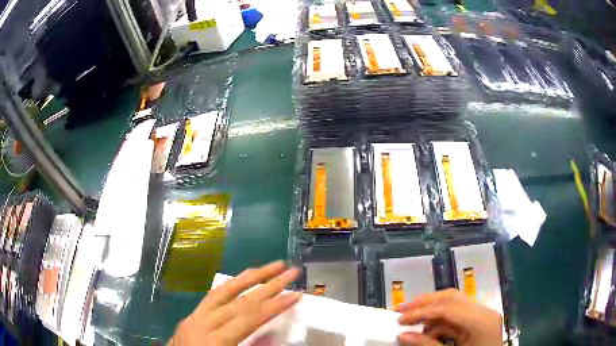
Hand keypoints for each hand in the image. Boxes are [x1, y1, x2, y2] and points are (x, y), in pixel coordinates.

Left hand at [169, 261, 301, 345]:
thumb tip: (273, 334)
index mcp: (214, 340)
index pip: (249, 318)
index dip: (274, 305)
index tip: (296, 294)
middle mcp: (203, 322)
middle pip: (239, 299)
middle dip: (267, 284)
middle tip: (290, 270)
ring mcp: (194, 316)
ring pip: (223, 290)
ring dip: (249, 277)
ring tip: (270, 267)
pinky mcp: (191, 315)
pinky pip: (212, 295)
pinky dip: (230, 286)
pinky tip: (242, 282)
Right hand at [397, 289, 502, 345]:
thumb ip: (427, 345)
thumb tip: (402, 335)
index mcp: (480, 320)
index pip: (448, 307)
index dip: (421, 312)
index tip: (399, 320)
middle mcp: (484, 312)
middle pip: (452, 298)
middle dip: (425, 303)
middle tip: (401, 310)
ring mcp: (483, 315)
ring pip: (454, 303)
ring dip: (431, 311)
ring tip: (410, 319)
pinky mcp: (479, 321)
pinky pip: (457, 316)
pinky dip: (440, 322)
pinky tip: (427, 331)